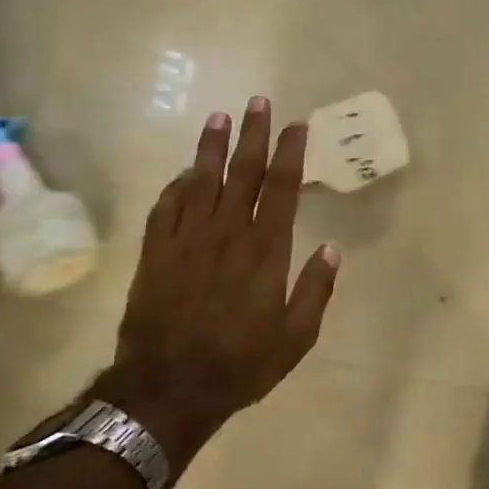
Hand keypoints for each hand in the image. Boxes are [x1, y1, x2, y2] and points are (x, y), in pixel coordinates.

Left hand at [93, 97, 339, 461]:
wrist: (169, 387)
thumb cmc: (241, 364)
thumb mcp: (296, 337)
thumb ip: (316, 290)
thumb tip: (332, 250)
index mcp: (265, 251)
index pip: (282, 188)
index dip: (291, 153)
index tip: (296, 125)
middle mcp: (227, 234)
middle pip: (243, 173)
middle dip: (252, 134)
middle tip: (257, 101)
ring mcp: (186, 240)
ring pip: (201, 181)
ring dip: (211, 147)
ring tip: (219, 117)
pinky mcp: (156, 253)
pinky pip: (166, 207)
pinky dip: (176, 185)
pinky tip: (184, 172)